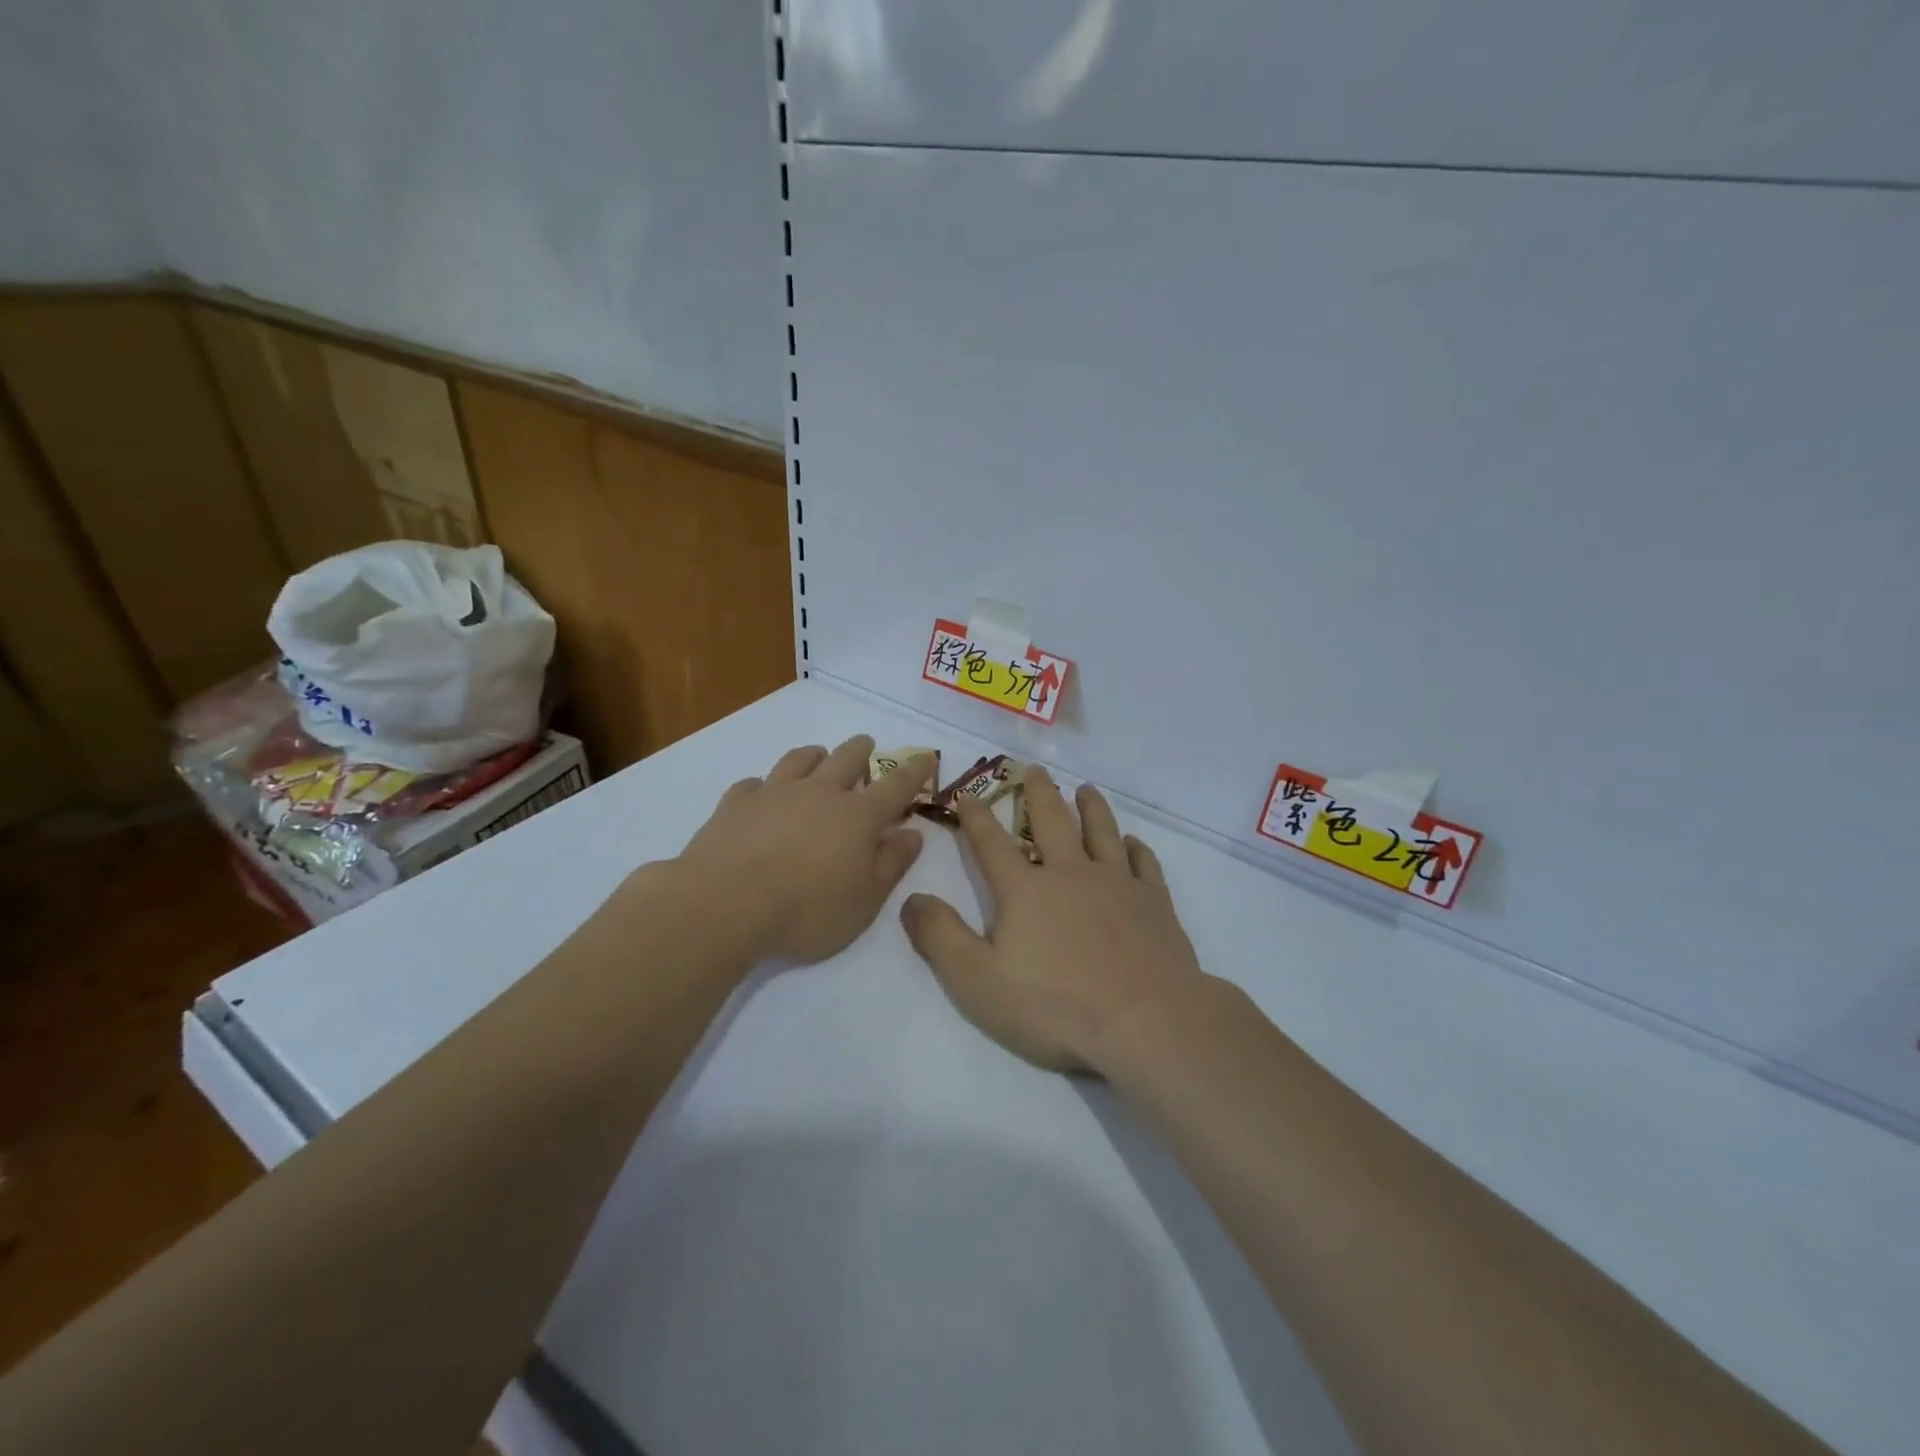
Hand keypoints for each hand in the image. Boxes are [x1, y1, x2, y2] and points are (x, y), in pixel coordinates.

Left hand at [674, 735, 934, 963]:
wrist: (725, 905)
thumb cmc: (806, 910)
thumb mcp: (865, 900)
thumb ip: (892, 864)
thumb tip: (913, 833)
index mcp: (857, 816)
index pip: (896, 786)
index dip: (914, 770)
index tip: (926, 755)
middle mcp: (819, 793)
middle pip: (845, 759)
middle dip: (861, 750)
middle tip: (866, 745)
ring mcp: (774, 793)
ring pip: (799, 760)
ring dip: (814, 755)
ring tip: (818, 755)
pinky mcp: (735, 804)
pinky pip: (753, 783)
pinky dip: (763, 785)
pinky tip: (760, 792)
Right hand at [900, 768, 1207, 1072]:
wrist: (1145, 1020)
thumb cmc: (1055, 1005)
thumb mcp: (977, 980)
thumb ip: (940, 937)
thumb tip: (911, 897)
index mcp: (1025, 890)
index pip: (992, 843)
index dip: (976, 817)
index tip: (969, 794)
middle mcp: (1071, 873)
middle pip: (1051, 821)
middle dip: (1038, 793)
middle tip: (1034, 769)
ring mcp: (1117, 883)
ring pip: (1101, 831)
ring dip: (1092, 807)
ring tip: (1085, 789)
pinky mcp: (1154, 902)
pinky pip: (1144, 863)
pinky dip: (1137, 848)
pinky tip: (1133, 843)